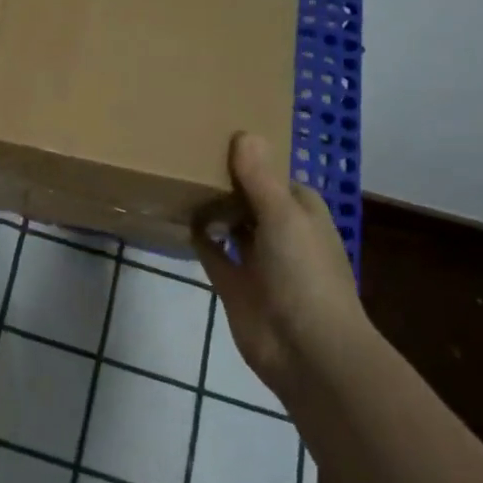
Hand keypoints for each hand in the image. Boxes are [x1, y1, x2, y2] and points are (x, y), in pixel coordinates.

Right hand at [194, 133, 370, 392]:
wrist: (305, 349)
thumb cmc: (305, 275)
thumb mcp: (284, 217)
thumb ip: (260, 179)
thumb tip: (245, 133)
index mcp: (302, 213)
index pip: (275, 176)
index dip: (252, 158)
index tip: (218, 135)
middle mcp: (280, 232)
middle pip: (251, 198)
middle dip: (227, 180)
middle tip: (187, 150)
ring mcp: (256, 260)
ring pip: (231, 224)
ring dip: (212, 207)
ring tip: (177, 175)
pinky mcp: (233, 283)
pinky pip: (212, 252)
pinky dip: (199, 237)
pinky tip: (179, 217)